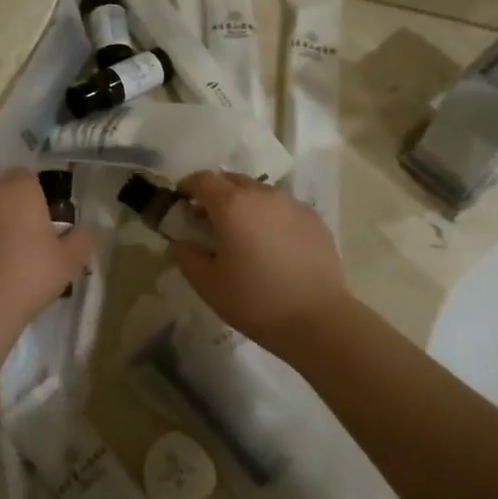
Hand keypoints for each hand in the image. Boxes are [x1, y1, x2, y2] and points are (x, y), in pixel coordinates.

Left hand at [0, 170, 91, 328]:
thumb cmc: (29, 273)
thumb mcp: (70, 261)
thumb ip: (81, 240)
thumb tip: (82, 232)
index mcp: (19, 187)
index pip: (29, 176)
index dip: (39, 196)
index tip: (47, 221)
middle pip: (4, 192)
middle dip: (15, 209)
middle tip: (30, 240)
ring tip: (6, 259)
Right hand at [168, 171, 350, 346]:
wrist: (318, 319)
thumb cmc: (255, 301)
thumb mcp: (208, 284)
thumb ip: (186, 256)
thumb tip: (179, 242)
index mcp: (232, 205)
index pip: (203, 180)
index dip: (188, 186)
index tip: (181, 200)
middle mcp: (263, 194)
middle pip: (232, 180)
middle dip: (216, 193)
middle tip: (209, 218)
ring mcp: (292, 204)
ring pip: (260, 192)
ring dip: (245, 203)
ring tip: (243, 232)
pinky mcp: (314, 219)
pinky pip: (283, 207)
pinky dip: (270, 216)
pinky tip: (272, 244)